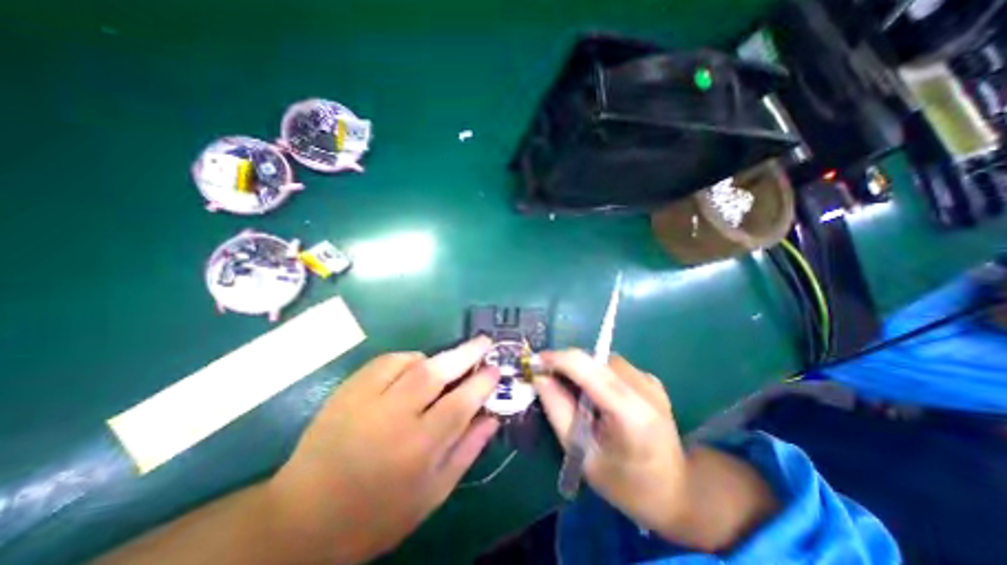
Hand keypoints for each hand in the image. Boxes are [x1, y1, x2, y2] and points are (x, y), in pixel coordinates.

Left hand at [270, 338, 499, 563]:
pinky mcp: (349, 389)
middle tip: (484, 341)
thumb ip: (466, 451)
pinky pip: (387, 360)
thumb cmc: (378, 513)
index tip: (496, 369)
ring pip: (412, 362)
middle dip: (466, 353)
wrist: (303, 518)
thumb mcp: (432, 493)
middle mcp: (393, 418)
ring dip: (437, 357)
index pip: (461, 403)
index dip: (483, 383)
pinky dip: (409, 359)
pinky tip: (413, 369)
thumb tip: (492, 418)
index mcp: (417, 449)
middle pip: (436, 372)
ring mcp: (366, 400)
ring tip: (448, 364)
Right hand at [535, 348, 777, 552]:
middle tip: (547, 377)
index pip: (588, 368)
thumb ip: (558, 410)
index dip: (558, 359)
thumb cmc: (625, 483)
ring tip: (572, 391)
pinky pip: (613, 367)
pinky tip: (596, 395)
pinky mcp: (651, 380)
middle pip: (595, 360)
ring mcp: (650, 381)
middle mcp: (644, 388)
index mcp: (631, 413)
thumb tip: (539, 376)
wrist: (676, 491)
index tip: (535, 362)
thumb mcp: (582, 453)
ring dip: (582, 369)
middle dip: (567, 364)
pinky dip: (596, 373)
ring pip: (603, 360)